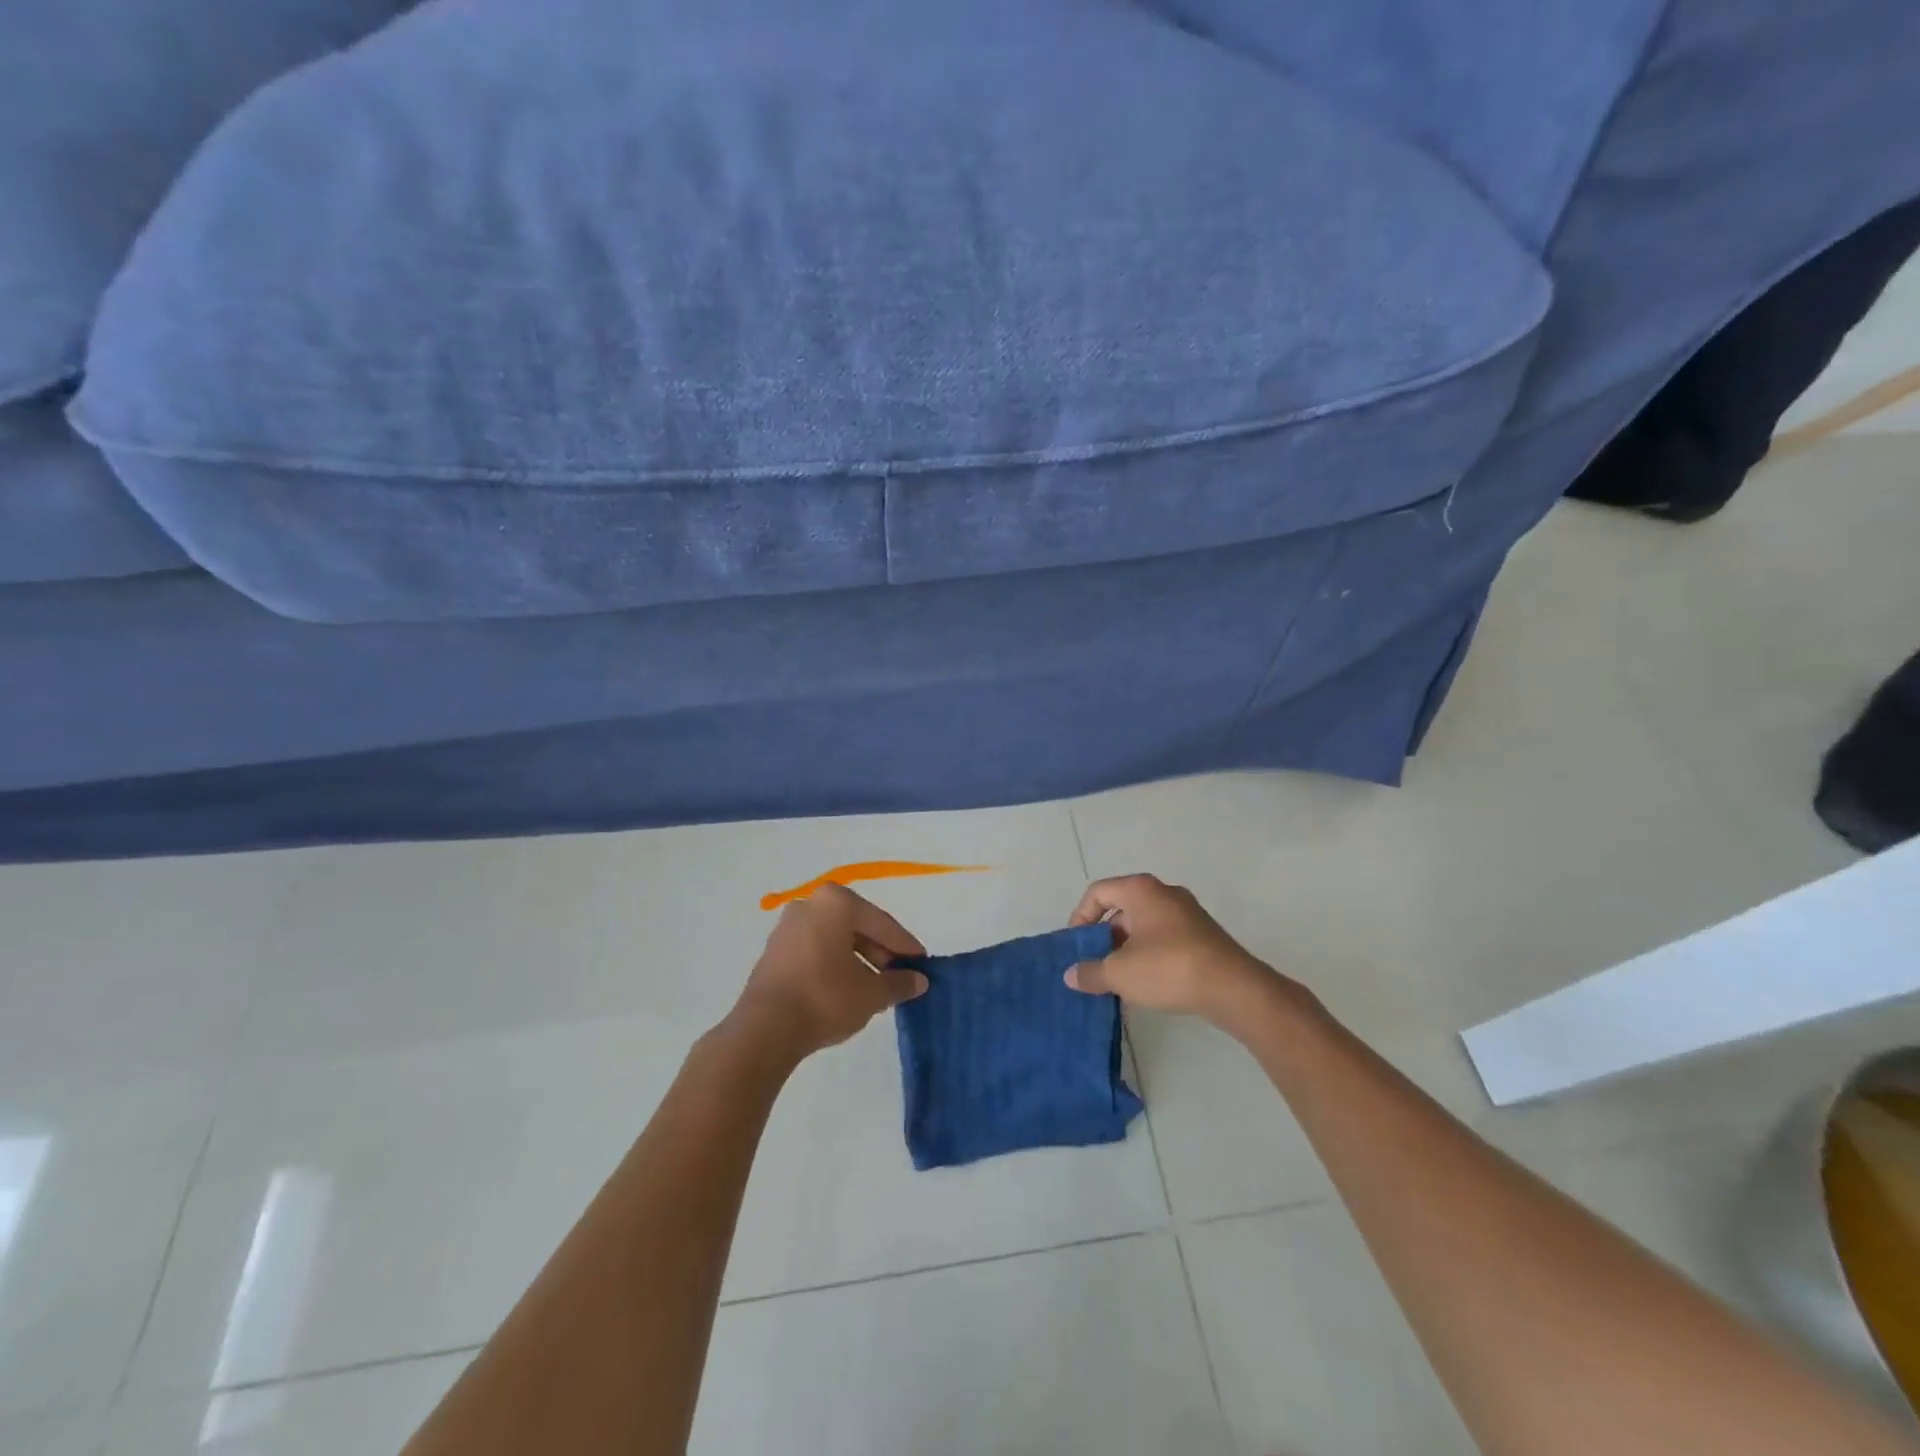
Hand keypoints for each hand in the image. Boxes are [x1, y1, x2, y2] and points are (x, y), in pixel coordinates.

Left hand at [730, 883, 928, 1059]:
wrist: (765, 1029)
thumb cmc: (825, 998)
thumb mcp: (871, 994)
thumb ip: (899, 983)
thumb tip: (919, 980)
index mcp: (836, 902)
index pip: (882, 923)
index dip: (905, 946)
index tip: (923, 964)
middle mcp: (810, 904)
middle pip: (857, 927)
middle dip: (880, 952)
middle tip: (899, 977)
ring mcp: (787, 926)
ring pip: (835, 939)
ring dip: (858, 960)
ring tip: (875, 987)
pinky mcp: (774, 951)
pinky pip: (815, 950)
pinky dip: (834, 964)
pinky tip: (846, 989)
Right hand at [1063, 874, 1302, 1030]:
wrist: (1233, 988)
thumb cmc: (1168, 968)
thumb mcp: (1120, 973)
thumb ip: (1091, 972)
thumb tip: (1070, 975)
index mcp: (1140, 890)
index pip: (1098, 892)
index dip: (1080, 917)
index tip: (1076, 946)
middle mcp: (1164, 893)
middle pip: (1121, 908)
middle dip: (1104, 937)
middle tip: (1094, 965)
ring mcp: (1187, 913)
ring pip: (1144, 926)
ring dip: (1126, 950)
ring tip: (1117, 981)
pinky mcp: (1203, 935)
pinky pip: (1164, 938)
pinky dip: (1149, 956)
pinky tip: (1146, 985)